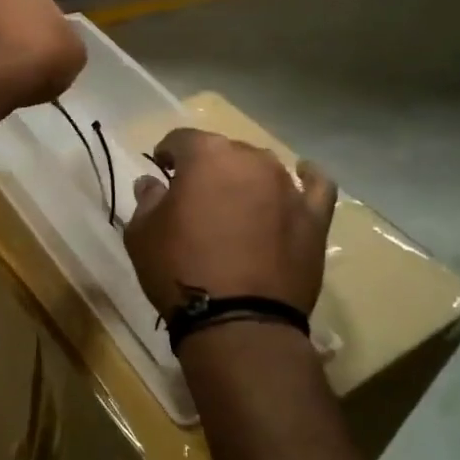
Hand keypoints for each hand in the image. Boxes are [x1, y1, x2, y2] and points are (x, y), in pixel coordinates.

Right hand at [123, 128, 336, 316]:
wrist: (237, 320)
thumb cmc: (179, 270)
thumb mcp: (142, 234)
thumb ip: (147, 200)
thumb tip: (152, 183)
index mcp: (206, 156)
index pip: (182, 139)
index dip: (168, 153)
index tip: (161, 170)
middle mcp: (250, 160)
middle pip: (225, 152)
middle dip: (208, 167)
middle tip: (195, 196)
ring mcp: (287, 187)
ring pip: (263, 168)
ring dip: (247, 178)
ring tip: (236, 202)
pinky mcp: (314, 217)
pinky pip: (317, 186)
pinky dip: (308, 179)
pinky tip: (302, 176)